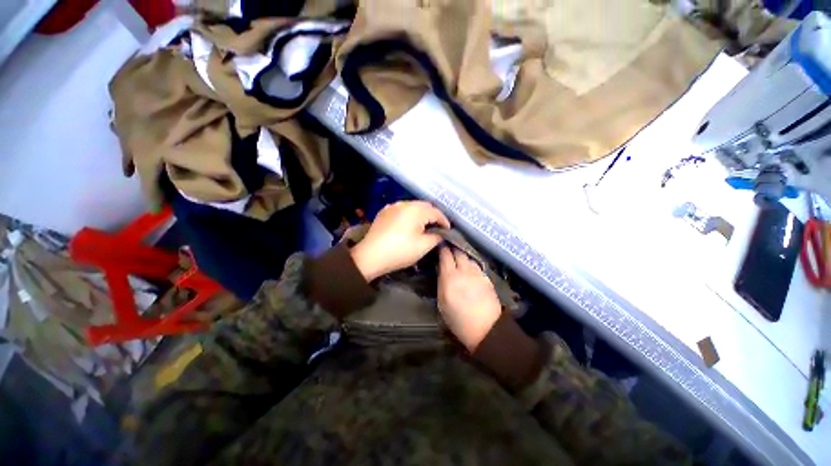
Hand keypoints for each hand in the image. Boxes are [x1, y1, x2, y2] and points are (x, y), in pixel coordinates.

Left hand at [350, 201, 450, 280]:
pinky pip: (401, 210)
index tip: (448, 231)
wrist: (370, 256)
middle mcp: (404, 203)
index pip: (436, 212)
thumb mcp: (423, 246)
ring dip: (421, 214)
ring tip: (424, 226)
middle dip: (433, 216)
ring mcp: (392, 206)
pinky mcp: (384, 212)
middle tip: (437, 228)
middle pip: (424, 206)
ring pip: (412, 206)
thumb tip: (441, 233)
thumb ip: (437, 236)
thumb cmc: (400, 251)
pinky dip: (409, 215)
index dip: (444, 221)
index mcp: (415, 210)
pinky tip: (409, 225)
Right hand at [437, 247, 501, 351]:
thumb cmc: (458, 319)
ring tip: (460, 260)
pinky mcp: (487, 277)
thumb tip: (441, 269)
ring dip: (463, 257)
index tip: (440, 245)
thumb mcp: (442, 303)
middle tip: (449, 250)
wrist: (486, 329)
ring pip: (468, 257)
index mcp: (450, 277)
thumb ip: (441, 282)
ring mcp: (477, 273)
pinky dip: (471, 264)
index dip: (442, 248)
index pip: (446, 255)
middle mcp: (464, 271)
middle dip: (453, 249)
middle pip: (459, 252)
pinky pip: (477, 265)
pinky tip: (470, 270)